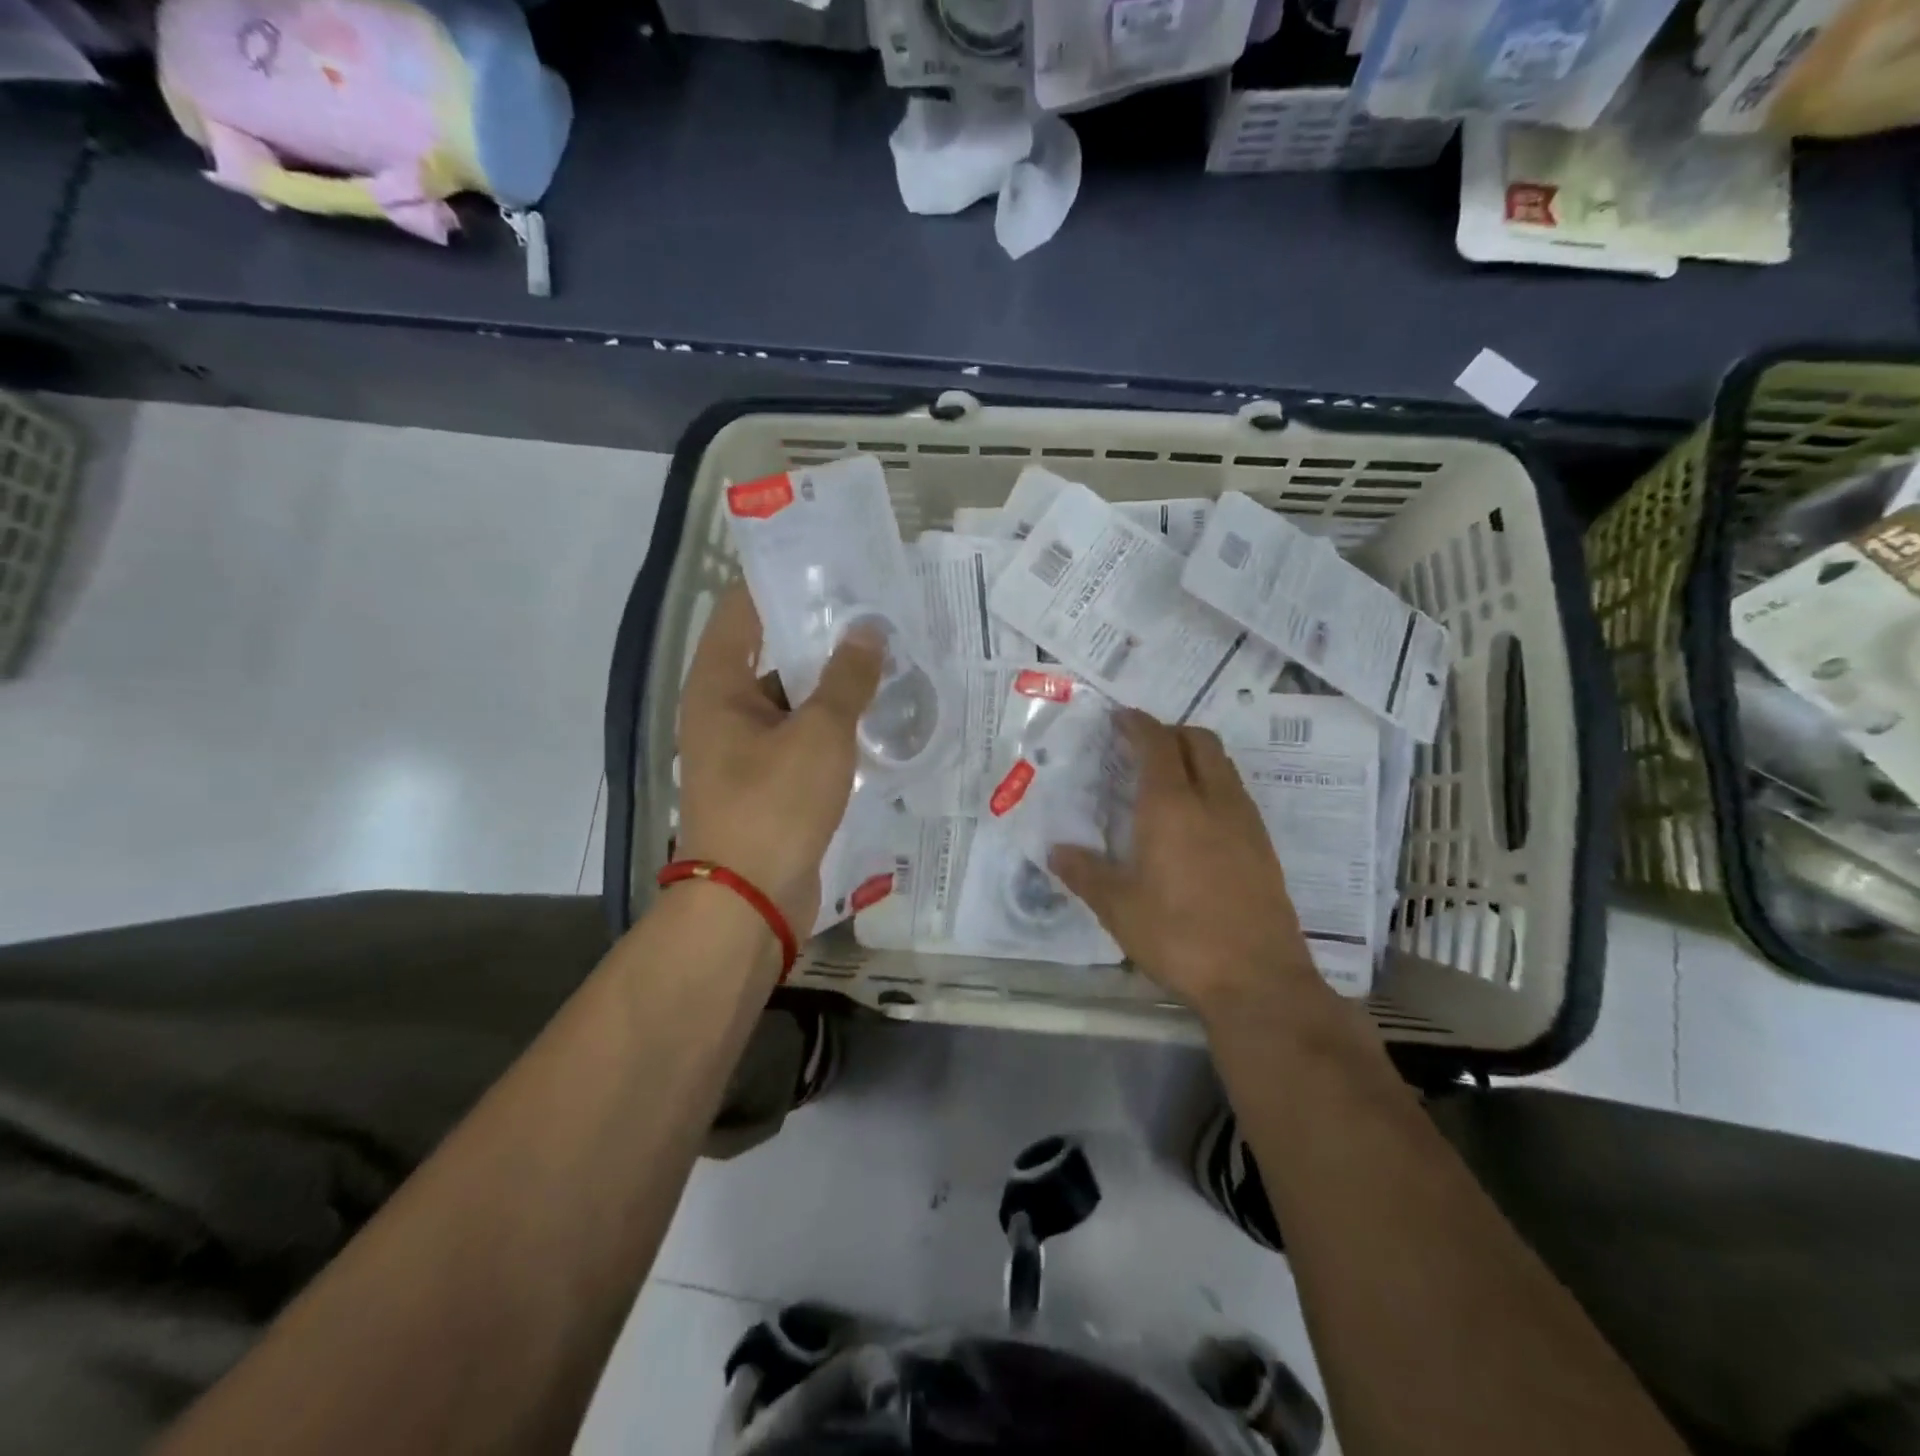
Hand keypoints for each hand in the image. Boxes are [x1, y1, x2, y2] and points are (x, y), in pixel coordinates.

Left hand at [677, 585, 881, 935]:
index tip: (830, 563)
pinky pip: (802, 736)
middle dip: (821, 632)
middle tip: (875, 610)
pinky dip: (832, 724)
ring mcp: (745, 747)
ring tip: (887, 657)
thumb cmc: (775, 805)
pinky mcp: (768, 780)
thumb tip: (869, 630)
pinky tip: (876, 714)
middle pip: (772, 652)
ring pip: (792, 698)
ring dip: (833, 682)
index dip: (781, 580)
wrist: (749, 901)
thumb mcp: (819, 735)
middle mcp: (723, 708)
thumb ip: (847, 679)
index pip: (743, 609)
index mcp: (718, 684)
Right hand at [1050, 710, 1323, 1018]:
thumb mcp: (1118, 908)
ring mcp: (1246, 822)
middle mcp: (1213, 801)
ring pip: (1223, 766)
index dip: (1138, 724)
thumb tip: (1056, 851)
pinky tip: (1196, 821)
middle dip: (1171, 732)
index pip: (1157, 743)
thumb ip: (1085, 873)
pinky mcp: (1264, 847)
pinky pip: (1236, 794)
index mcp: (1172, 806)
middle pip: (1200, 741)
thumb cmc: (1178, 937)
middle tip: (1143, 747)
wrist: (1258, 980)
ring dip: (1196, 757)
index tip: (1120, 718)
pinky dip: (1213, 785)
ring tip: (1168, 780)